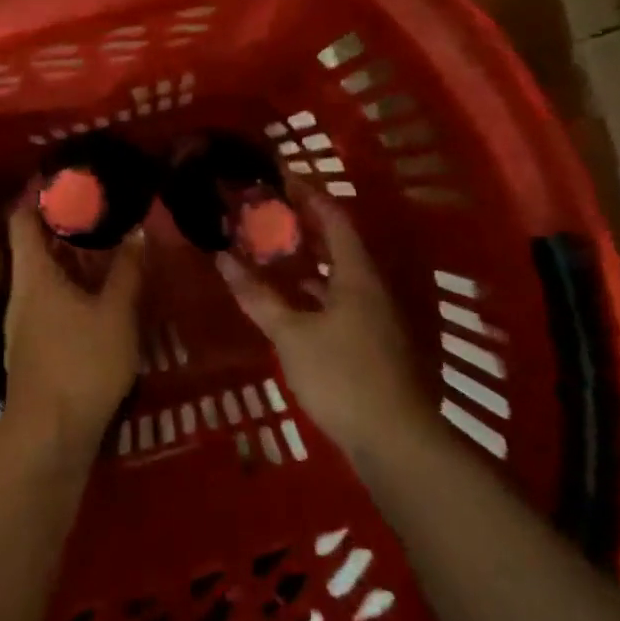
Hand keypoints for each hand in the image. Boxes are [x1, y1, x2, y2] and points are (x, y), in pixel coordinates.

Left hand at [3, 199, 143, 461]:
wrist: (50, 435)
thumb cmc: (82, 364)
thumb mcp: (117, 313)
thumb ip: (128, 270)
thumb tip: (138, 231)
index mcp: (35, 275)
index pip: (23, 217)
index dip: (38, 193)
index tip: (66, 177)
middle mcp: (23, 292)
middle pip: (36, 245)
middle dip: (66, 225)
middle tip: (103, 208)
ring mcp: (25, 322)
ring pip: (46, 275)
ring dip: (73, 258)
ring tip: (110, 246)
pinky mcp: (34, 346)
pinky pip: (52, 300)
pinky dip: (74, 286)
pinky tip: (103, 294)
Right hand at [216, 192, 422, 453]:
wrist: (395, 440)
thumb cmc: (342, 376)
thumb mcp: (292, 334)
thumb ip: (258, 296)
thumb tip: (223, 259)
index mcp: (357, 275)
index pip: (334, 219)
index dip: (309, 196)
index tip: (281, 180)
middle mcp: (371, 289)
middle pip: (340, 245)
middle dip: (306, 228)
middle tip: (270, 215)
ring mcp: (376, 318)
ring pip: (340, 277)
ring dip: (310, 263)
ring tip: (274, 253)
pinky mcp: (373, 344)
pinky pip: (341, 302)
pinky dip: (316, 294)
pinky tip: (294, 305)